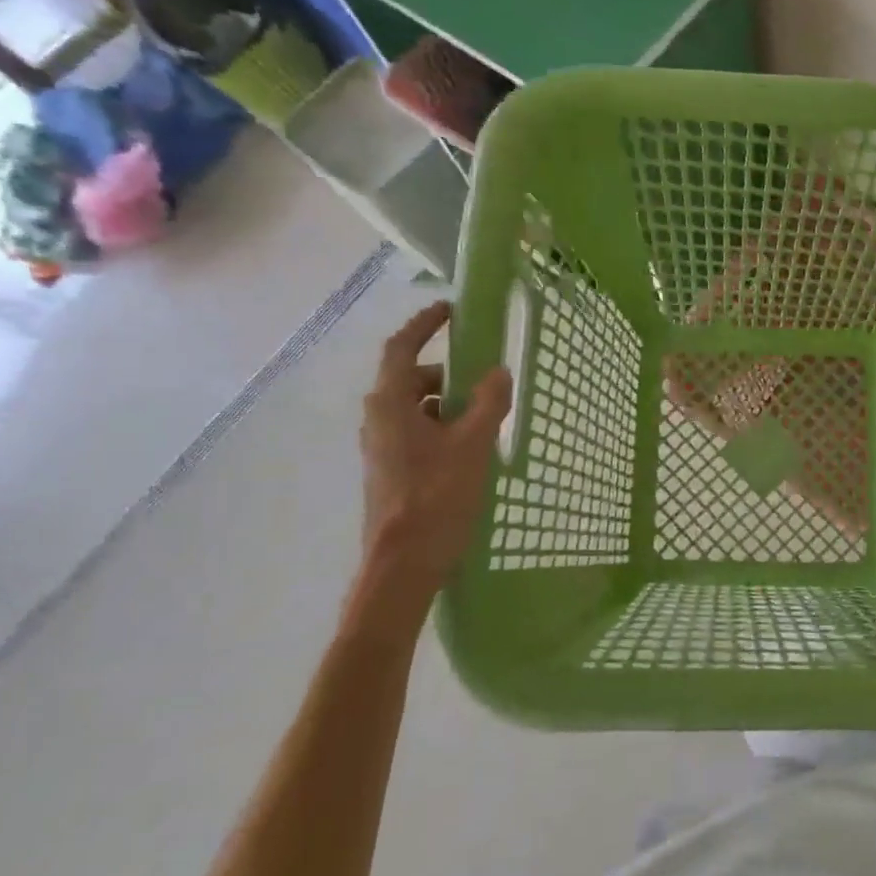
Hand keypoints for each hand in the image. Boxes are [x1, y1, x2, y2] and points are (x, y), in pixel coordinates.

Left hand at [360, 302, 511, 595]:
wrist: (402, 565)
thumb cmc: (436, 497)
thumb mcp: (473, 445)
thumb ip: (488, 403)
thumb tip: (497, 372)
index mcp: (390, 404)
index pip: (402, 348)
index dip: (425, 324)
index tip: (451, 310)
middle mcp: (378, 420)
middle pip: (412, 380)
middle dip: (448, 374)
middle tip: (485, 379)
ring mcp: (382, 448)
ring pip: (416, 410)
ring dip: (449, 405)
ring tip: (487, 419)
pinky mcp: (391, 472)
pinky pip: (418, 434)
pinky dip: (443, 429)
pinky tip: (473, 451)